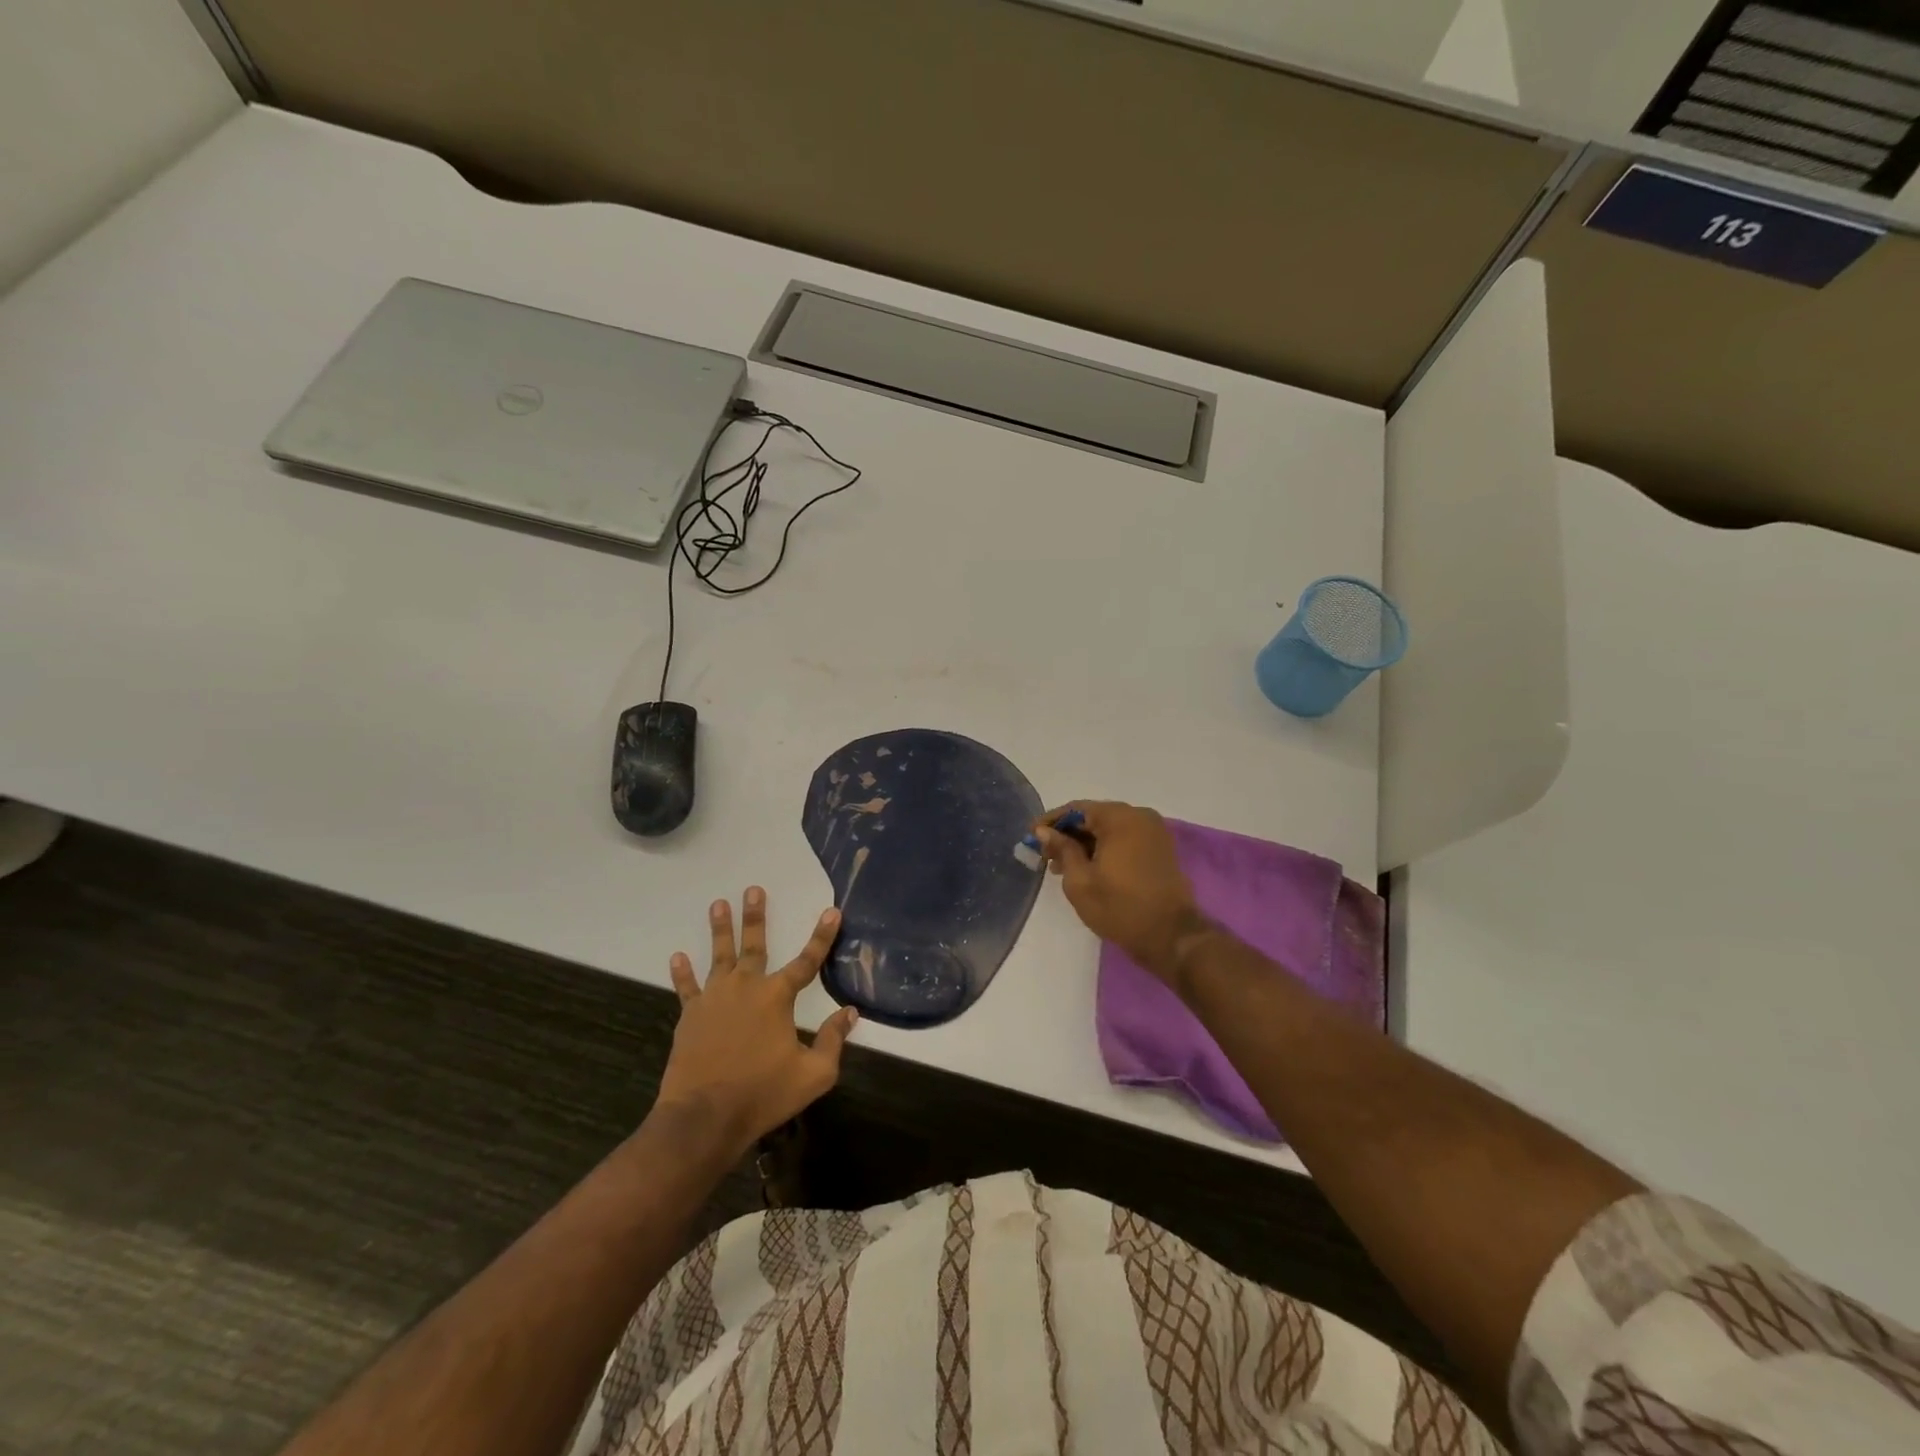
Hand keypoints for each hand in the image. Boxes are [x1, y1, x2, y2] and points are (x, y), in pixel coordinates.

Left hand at [656, 888, 858, 1158]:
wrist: (704, 1117)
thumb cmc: (763, 1094)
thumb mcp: (814, 1074)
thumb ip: (833, 1040)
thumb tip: (850, 1012)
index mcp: (777, 998)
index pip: (807, 961)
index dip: (822, 936)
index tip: (832, 911)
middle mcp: (746, 988)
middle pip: (754, 945)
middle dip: (755, 916)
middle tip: (753, 889)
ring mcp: (714, 999)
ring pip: (719, 956)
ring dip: (720, 929)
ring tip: (718, 904)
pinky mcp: (690, 1016)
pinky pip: (686, 988)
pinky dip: (682, 973)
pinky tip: (677, 956)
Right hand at [1035, 801, 1206, 982]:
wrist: (1171, 936)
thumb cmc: (1120, 908)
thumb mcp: (1080, 881)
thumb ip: (1062, 849)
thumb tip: (1044, 831)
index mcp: (1119, 818)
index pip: (1076, 809)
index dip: (1050, 822)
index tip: (1030, 836)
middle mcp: (1139, 816)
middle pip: (1094, 817)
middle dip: (1068, 834)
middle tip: (1045, 856)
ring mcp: (1154, 831)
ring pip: (1110, 829)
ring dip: (1086, 843)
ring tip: (1063, 867)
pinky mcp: (1161, 848)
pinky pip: (1126, 839)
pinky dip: (1105, 848)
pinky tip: (1088, 867)